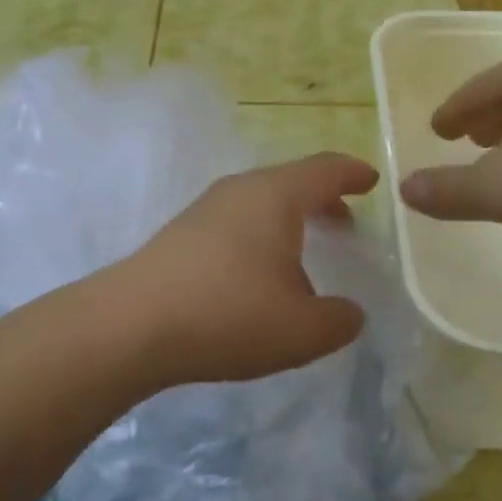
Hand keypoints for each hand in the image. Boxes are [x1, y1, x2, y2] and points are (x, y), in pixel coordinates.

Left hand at [116, 153, 379, 385]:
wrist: (130, 326)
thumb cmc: (229, 315)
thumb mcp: (303, 331)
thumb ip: (340, 320)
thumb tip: (348, 313)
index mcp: (276, 196)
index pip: (324, 169)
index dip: (352, 173)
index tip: (371, 180)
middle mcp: (239, 190)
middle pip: (290, 182)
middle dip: (322, 199)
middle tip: (345, 222)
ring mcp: (204, 210)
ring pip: (259, 203)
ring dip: (288, 221)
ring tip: (304, 253)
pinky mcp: (179, 235)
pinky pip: (234, 223)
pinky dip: (259, 237)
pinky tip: (257, 275)